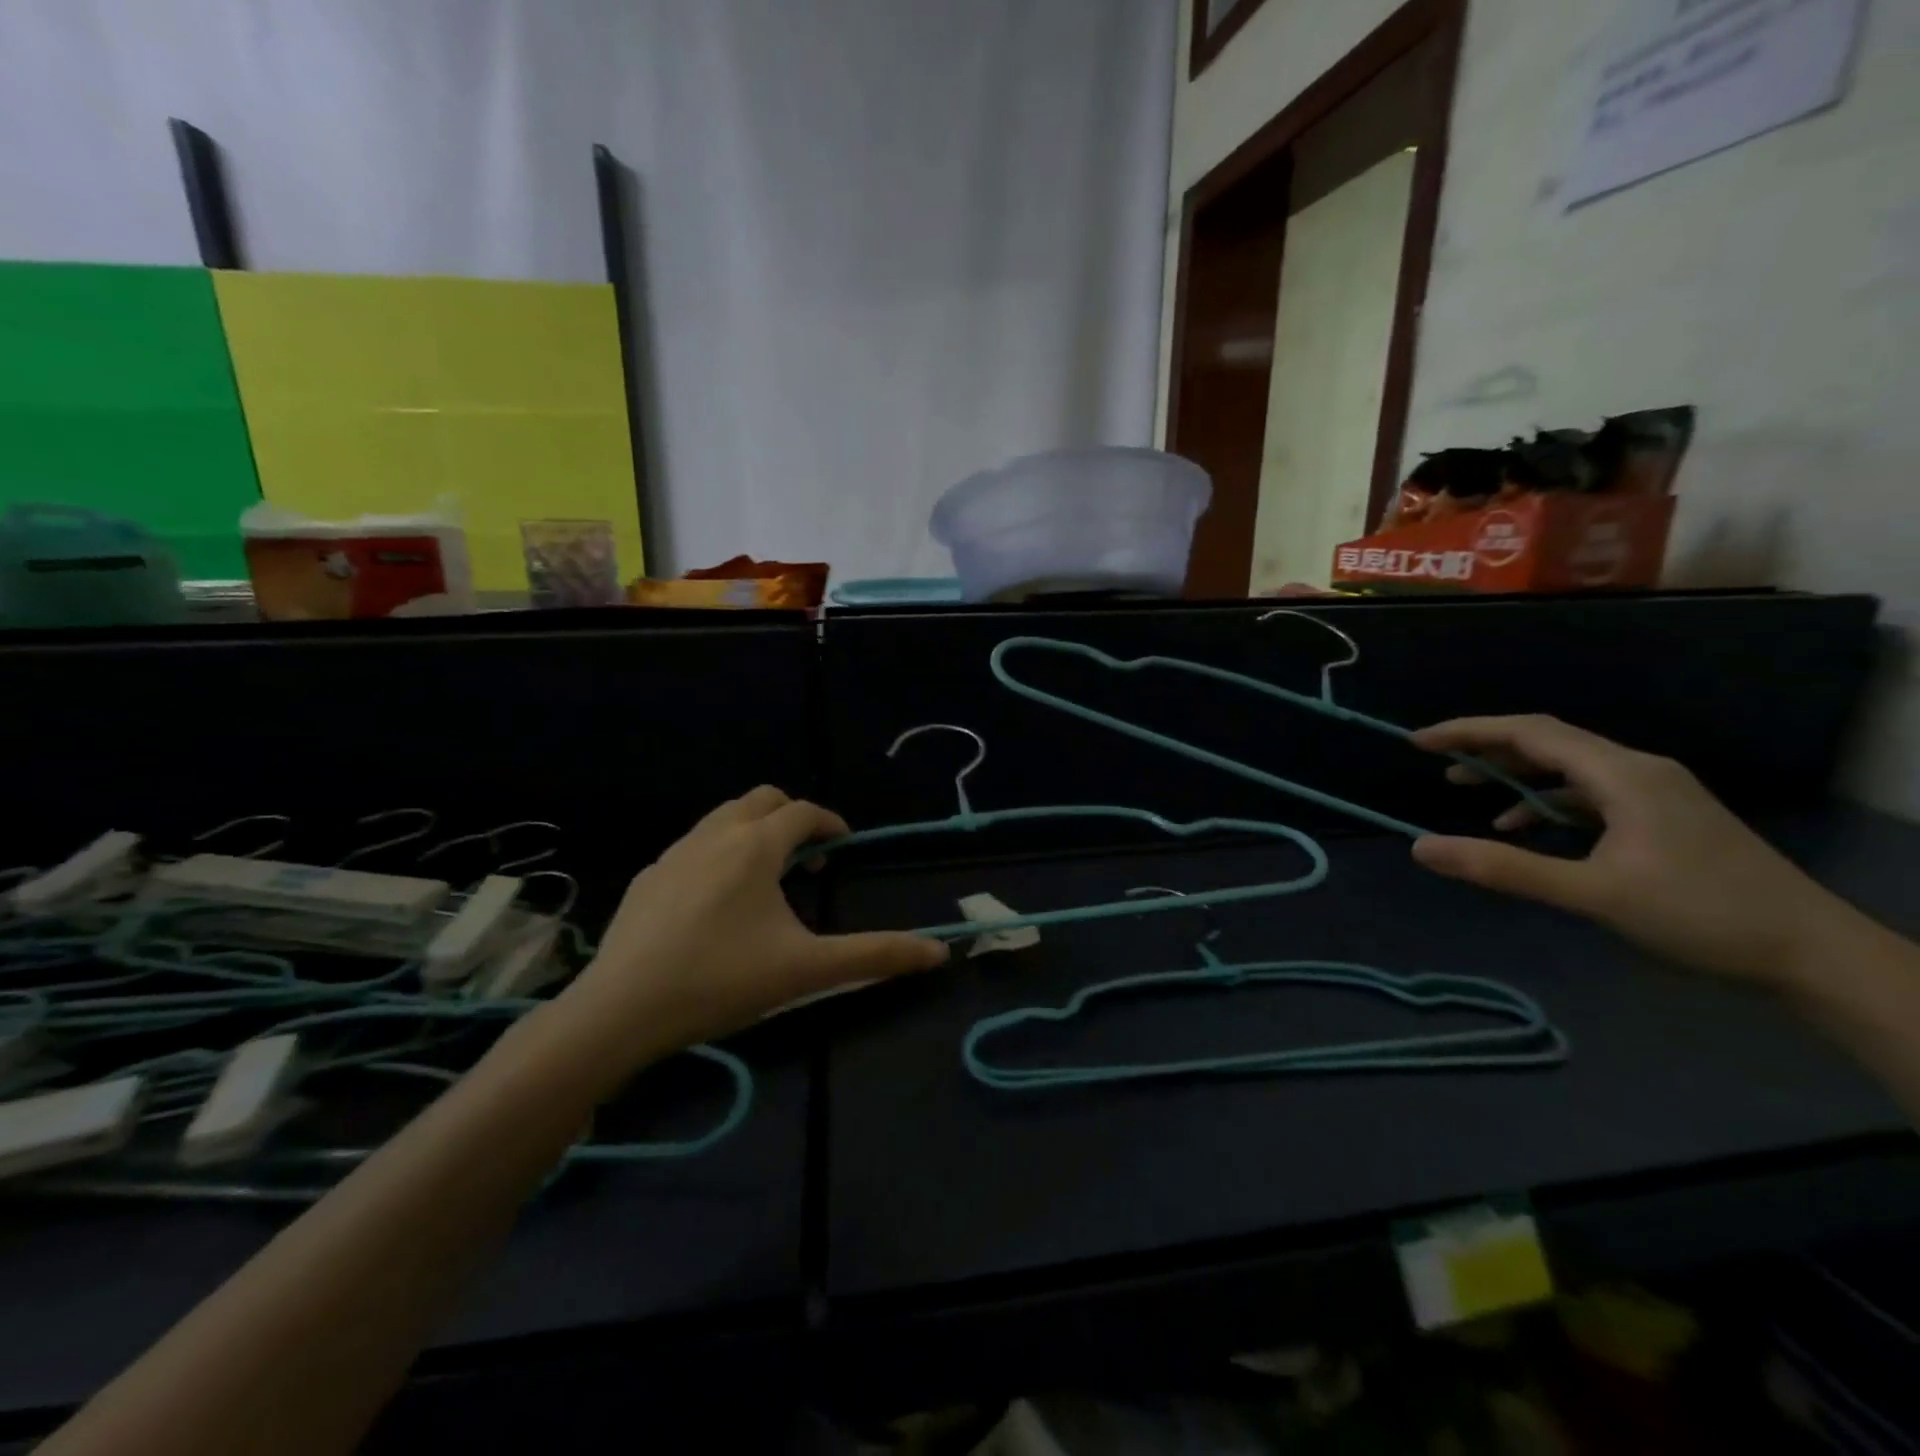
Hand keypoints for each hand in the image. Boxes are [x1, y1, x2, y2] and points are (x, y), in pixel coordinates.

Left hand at [548, 788, 947, 1075]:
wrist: (619, 1012)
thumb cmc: (721, 981)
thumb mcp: (807, 969)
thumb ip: (875, 955)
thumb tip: (939, 951)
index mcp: (755, 846)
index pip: (803, 812)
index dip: (830, 823)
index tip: (844, 846)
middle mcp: (714, 835)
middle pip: (762, 799)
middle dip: (791, 817)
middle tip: (807, 858)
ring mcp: (674, 853)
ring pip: (723, 817)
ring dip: (753, 831)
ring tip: (766, 877)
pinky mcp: (647, 877)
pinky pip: (693, 844)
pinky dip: (718, 852)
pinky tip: (716, 901)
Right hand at [1410, 715, 1854, 985]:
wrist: (1813, 955)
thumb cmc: (1701, 916)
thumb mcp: (1592, 894)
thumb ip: (1504, 868)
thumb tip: (1421, 848)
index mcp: (1623, 775)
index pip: (1531, 733)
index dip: (1469, 731)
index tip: (1419, 742)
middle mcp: (1638, 770)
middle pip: (1549, 742)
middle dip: (1487, 747)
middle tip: (1436, 761)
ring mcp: (1655, 793)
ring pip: (1568, 768)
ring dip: (1515, 775)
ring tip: (1467, 790)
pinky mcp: (1663, 817)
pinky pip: (1589, 794)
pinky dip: (1547, 802)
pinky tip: (1525, 827)